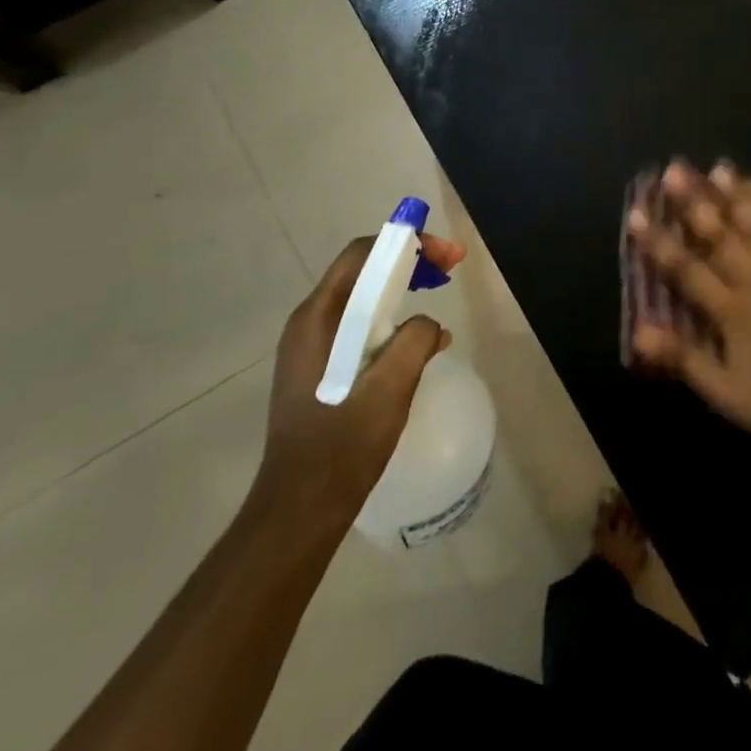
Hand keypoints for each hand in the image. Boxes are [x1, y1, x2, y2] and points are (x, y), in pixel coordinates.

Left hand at [254, 232, 466, 525]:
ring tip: (437, 295)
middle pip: (362, 271)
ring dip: (401, 289)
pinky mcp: (320, 369)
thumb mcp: (390, 389)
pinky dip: (391, 318)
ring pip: (362, 300)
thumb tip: (430, 327)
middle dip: (407, 262)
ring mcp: (311, 348)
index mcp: (318, 319)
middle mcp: (309, 324)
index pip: (361, 255)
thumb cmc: (343, 445)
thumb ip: (415, 342)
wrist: (301, 506)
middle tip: (449, 269)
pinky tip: (416, 340)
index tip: (447, 256)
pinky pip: (359, 326)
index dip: (406, 244)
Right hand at [629, 161, 750, 458]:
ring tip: (723, 167)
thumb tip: (639, 331)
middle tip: (675, 170)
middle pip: (722, 237)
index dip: (659, 242)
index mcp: (732, 311)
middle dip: (695, 202)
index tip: (636, 212)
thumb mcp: (725, 393)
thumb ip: (683, 358)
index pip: (686, 269)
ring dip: (742, 198)